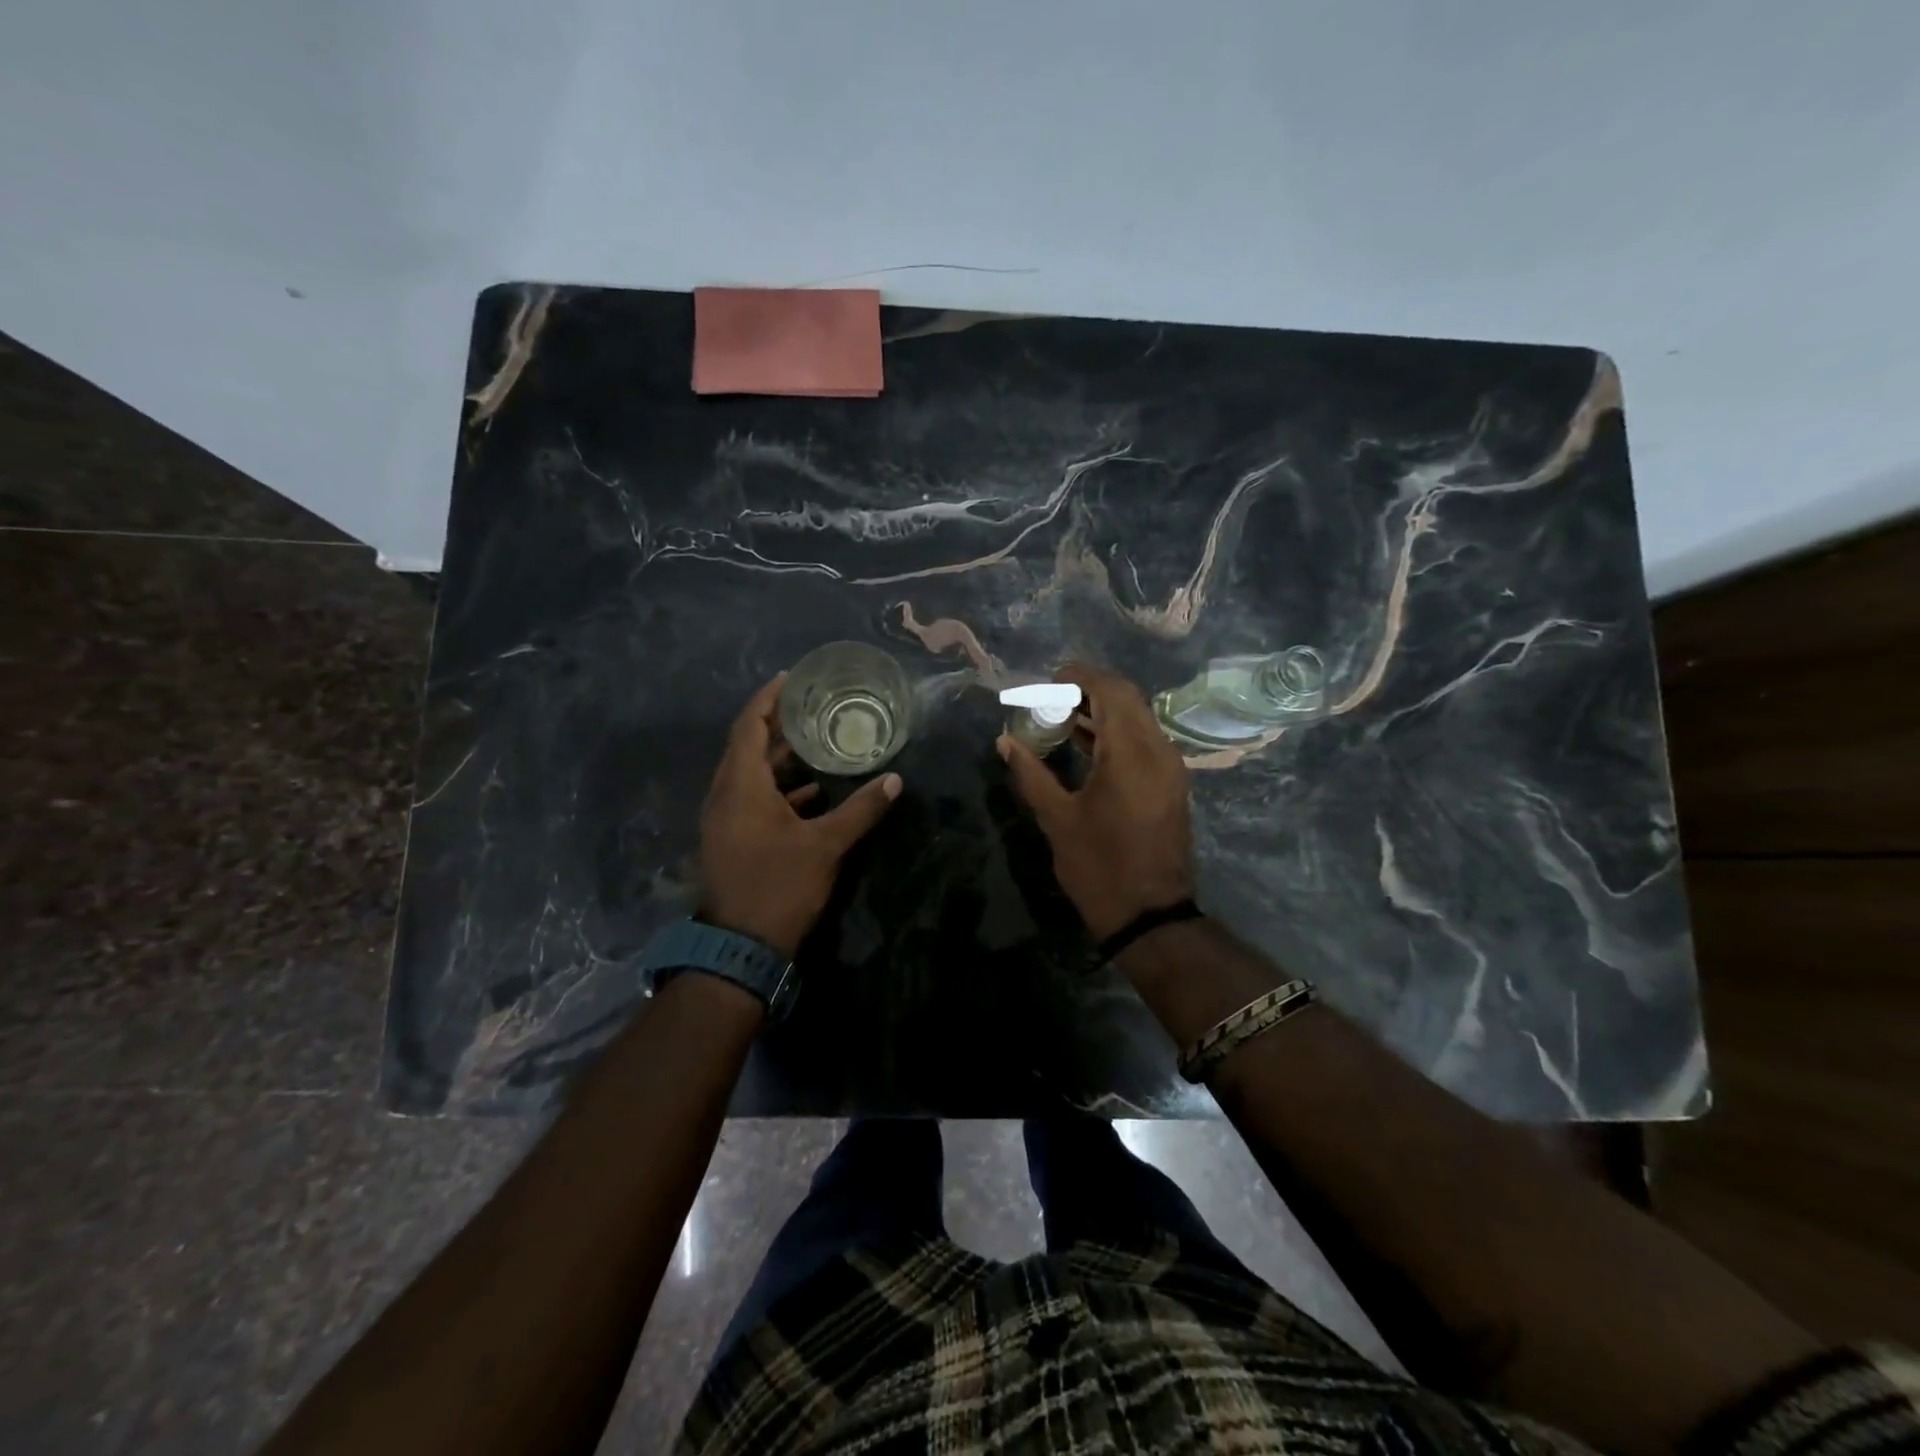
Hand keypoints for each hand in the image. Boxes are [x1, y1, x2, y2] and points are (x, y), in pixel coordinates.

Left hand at [699, 674, 901, 956]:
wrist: (741, 947)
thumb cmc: (780, 885)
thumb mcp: (827, 845)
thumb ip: (862, 809)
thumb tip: (896, 780)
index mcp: (741, 786)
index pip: (749, 726)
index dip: (769, 699)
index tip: (791, 678)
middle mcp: (725, 795)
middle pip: (748, 747)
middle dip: (778, 726)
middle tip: (812, 707)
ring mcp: (724, 819)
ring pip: (750, 775)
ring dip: (779, 759)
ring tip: (817, 744)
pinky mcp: (731, 839)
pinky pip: (752, 798)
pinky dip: (778, 789)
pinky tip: (811, 794)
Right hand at [997, 662, 1194, 941]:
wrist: (1150, 916)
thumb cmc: (1100, 867)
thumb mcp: (1057, 820)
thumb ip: (1030, 773)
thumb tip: (1005, 741)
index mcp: (1130, 753)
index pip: (1111, 690)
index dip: (1080, 676)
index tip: (1049, 680)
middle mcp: (1158, 750)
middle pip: (1128, 698)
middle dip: (1090, 690)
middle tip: (1052, 698)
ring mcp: (1170, 767)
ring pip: (1138, 718)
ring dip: (1103, 710)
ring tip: (1061, 718)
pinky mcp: (1171, 784)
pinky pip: (1144, 740)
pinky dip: (1116, 732)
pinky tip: (1085, 745)